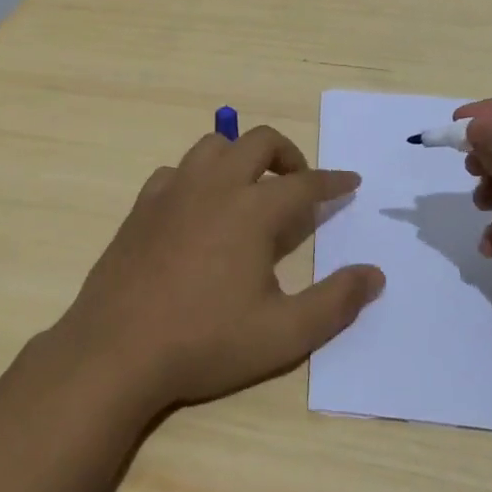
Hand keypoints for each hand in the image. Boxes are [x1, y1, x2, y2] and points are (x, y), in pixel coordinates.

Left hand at [51, 126, 383, 415]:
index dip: (333, 181)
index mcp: (252, 210)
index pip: (305, 182)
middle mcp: (215, 186)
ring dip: (240, 155)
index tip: (351, 182)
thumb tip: (374, 274)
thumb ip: (335, 302)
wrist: (117, 349)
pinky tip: (199, 207)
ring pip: (214, 145)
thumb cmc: (205, 342)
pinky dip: (198, 176)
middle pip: (258, 142)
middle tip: (300, 181)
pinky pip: (177, 170)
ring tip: (251, 187)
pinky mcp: (143, 204)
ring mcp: (174, 190)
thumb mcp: (283, 334)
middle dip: (288, 153)